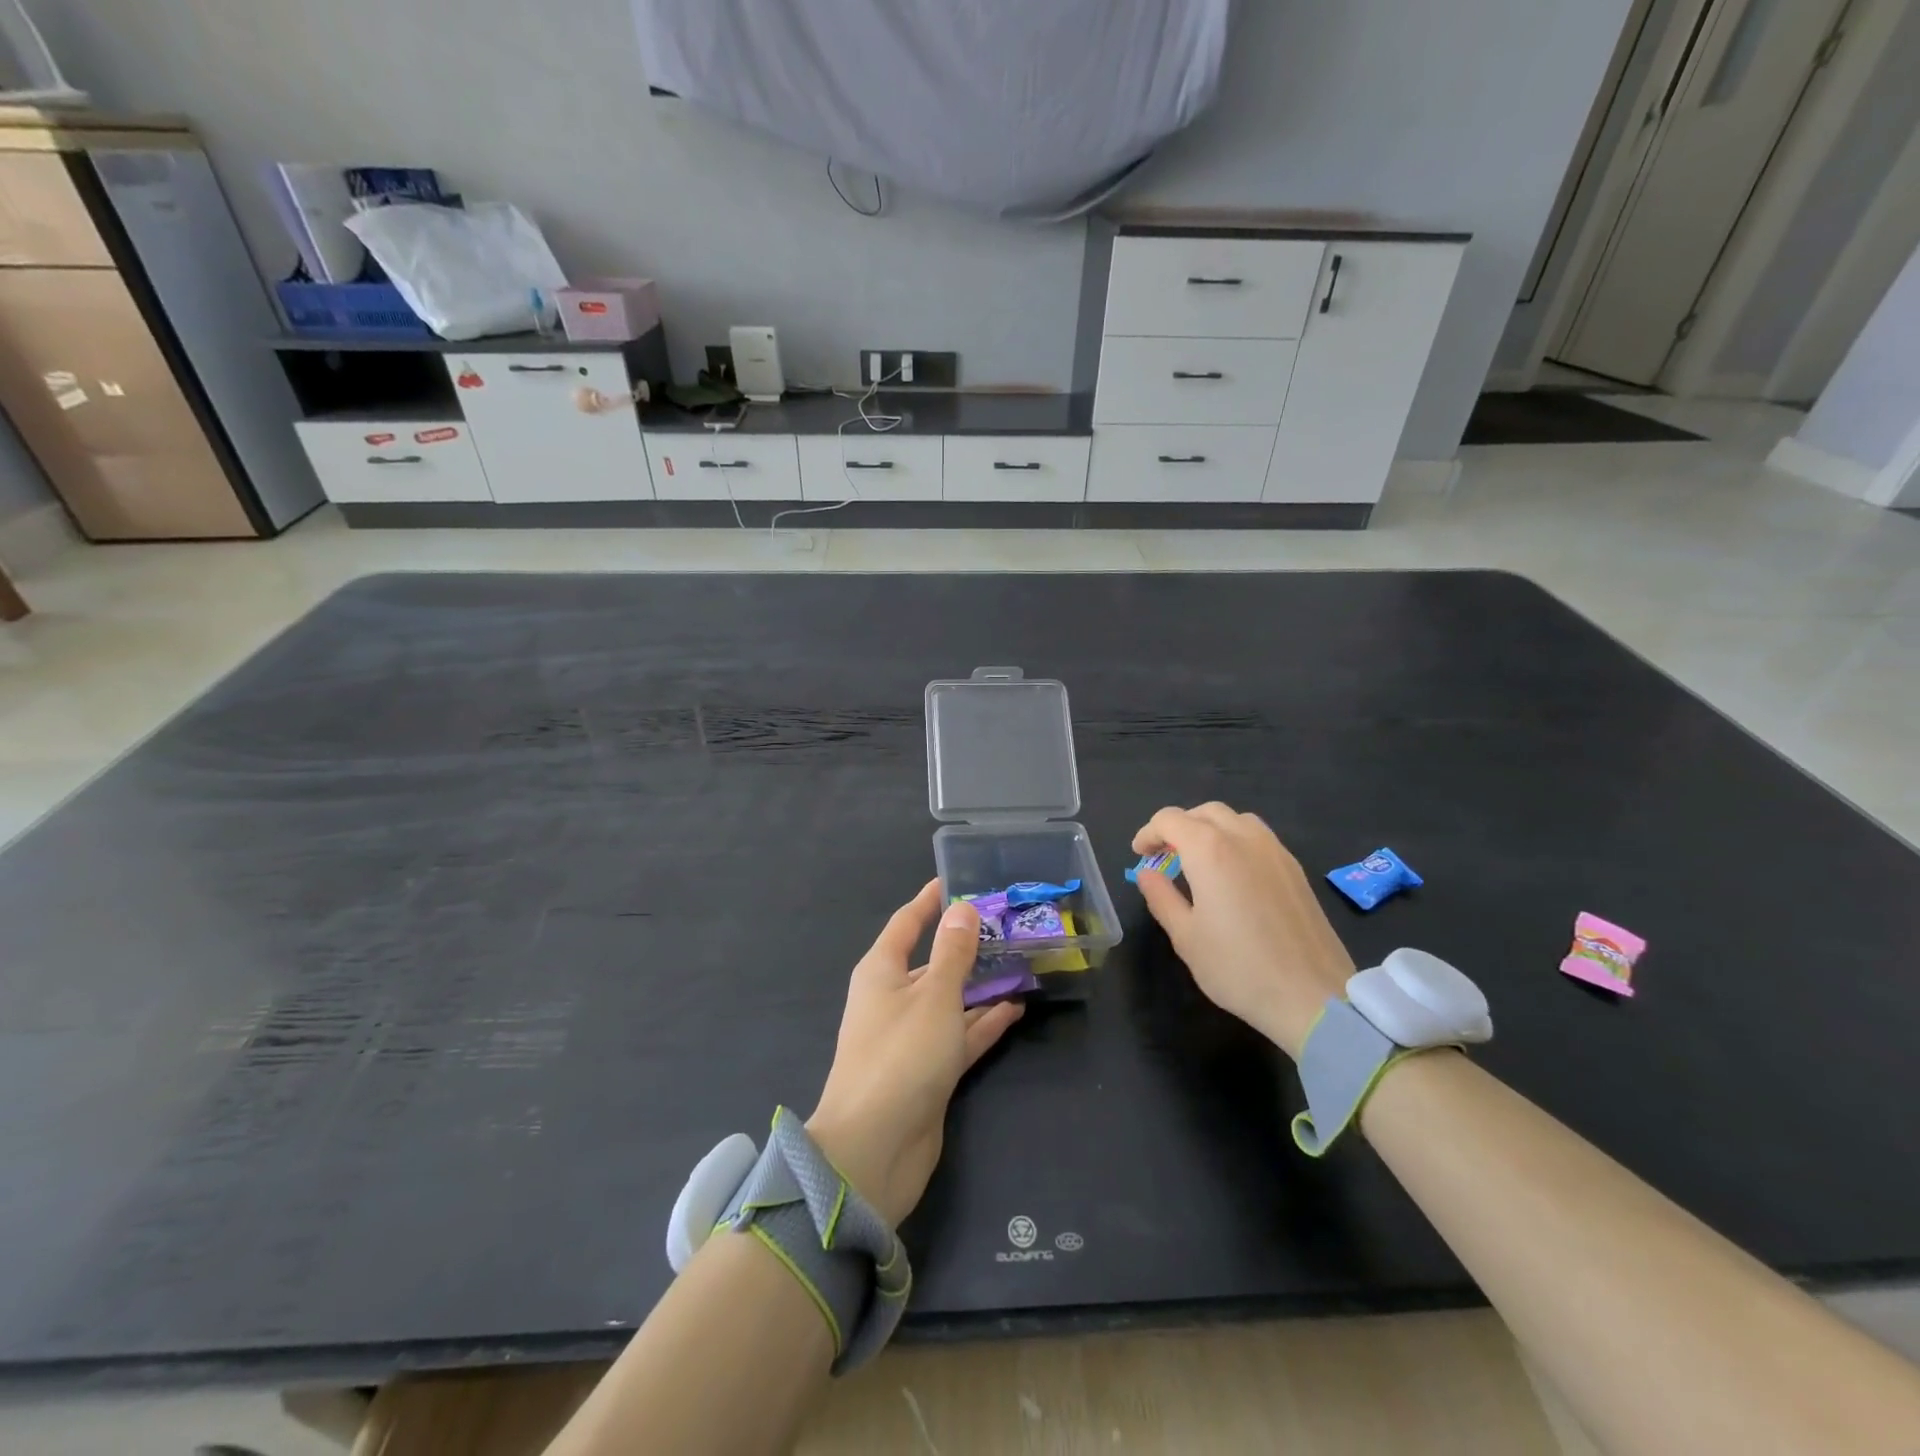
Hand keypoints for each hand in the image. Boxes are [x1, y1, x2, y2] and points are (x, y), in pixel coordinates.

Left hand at [808, 882, 1024, 1226]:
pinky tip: (1016, 1007)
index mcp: (882, 972)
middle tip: (1008, 925)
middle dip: (966, 945)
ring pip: (951, 1000)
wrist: (874, 1149)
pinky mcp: (929, 1070)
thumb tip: (963, 909)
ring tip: (1021, 962)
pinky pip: (960, 1035)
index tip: (954, 880)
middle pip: (933, 962)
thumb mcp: (934, 996)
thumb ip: (953, 953)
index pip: (907, 924)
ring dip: (981, 984)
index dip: (929, 901)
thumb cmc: (901, 1056)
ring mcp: (912, 1037)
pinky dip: (984, 1022)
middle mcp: (894, 999)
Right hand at [1132, 803, 1354, 1059]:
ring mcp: (1275, 850)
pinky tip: (1233, 874)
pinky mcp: (1295, 869)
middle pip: (1203, 812)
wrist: (1313, 996)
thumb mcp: (1185, 937)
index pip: (1169, 820)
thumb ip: (1161, 897)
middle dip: (1178, 826)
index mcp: (1209, 850)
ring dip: (1209, 828)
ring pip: (1235, 819)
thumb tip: (1147, 873)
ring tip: (1198, 860)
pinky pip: (1258, 836)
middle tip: (1165, 856)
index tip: (1140, 855)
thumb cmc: (1238, 967)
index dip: (1148, 833)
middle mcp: (1243, 838)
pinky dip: (1235, 840)